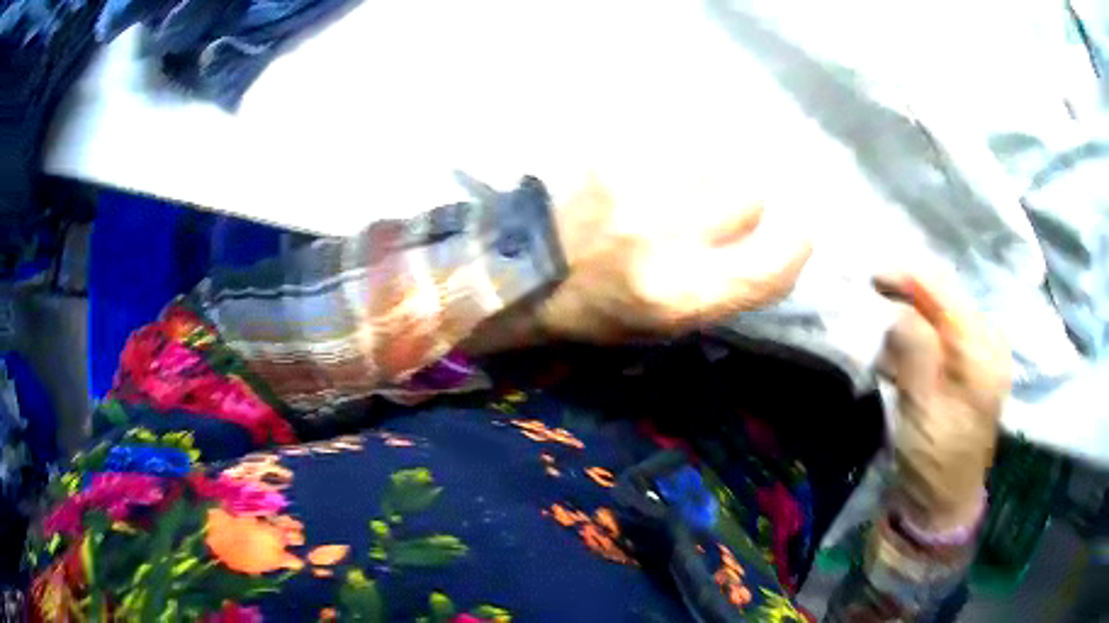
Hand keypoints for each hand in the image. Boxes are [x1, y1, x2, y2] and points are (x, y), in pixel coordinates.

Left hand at [536, 175, 812, 342]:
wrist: (520, 271)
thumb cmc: (595, 309)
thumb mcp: (664, 326)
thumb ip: (723, 290)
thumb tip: (768, 248)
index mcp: (680, 294)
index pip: (771, 266)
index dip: (795, 247)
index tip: (798, 233)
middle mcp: (666, 236)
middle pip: (749, 192)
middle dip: (743, 201)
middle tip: (715, 208)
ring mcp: (635, 185)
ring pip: (711, 157)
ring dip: (707, 171)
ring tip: (674, 186)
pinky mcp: (609, 152)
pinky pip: (669, 137)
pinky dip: (673, 151)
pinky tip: (649, 169)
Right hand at [874, 272, 1011, 530]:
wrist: (942, 502)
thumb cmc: (935, 463)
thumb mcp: (922, 410)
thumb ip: (915, 352)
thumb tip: (896, 307)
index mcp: (983, 352)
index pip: (946, 292)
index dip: (908, 277)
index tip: (871, 276)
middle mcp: (987, 342)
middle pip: (944, 297)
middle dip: (907, 295)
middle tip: (870, 299)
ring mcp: (978, 353)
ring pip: (939, 313)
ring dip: (908, 317)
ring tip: (881, 334)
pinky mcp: (967, 366)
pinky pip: (939, 334)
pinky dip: (915, 337)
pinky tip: (898, 356)